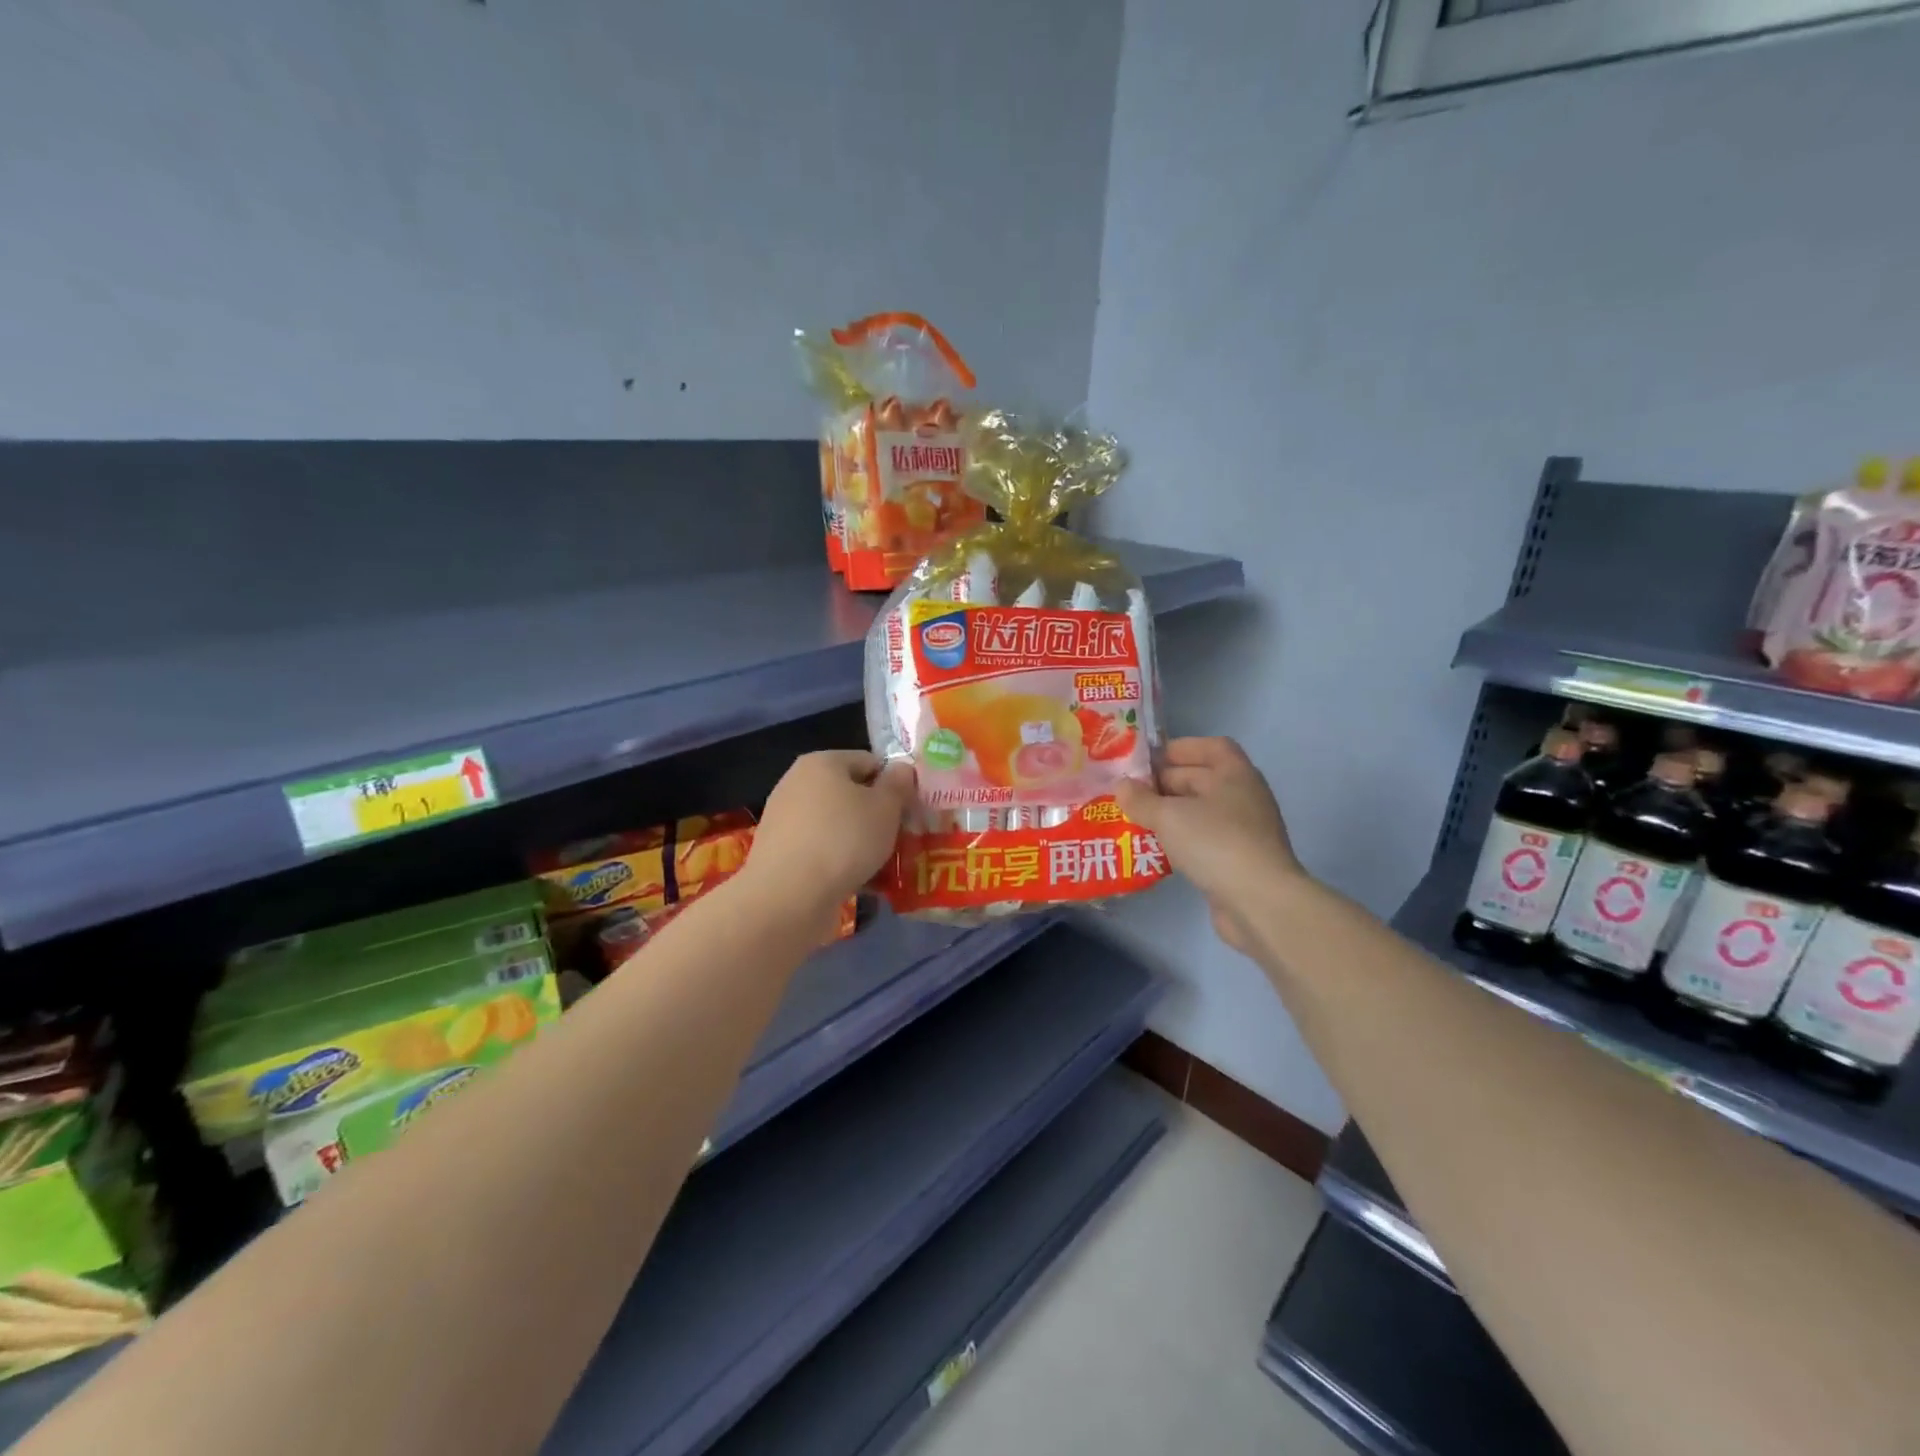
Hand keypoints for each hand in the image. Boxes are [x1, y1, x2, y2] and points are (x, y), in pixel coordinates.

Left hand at [741, 750, 914, 930]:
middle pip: (850, 794)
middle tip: (900, 840)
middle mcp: (796, 783)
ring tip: (883, 867)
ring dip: (860, 842)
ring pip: (836, 825)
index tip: (910, 811)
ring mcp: (784, 819)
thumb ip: (898, 785)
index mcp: (821, 762)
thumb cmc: (844, 840)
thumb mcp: (885, 808)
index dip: (893, 784)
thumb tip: (901, 769)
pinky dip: (838, 862)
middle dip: (876, 816)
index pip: (868, 762)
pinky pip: (820, 850)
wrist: (789, 897)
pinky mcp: (778, 854)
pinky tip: (857, 883)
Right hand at [1115, 737, 1301, 953]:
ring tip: (1135, 820)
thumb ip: (1140, 799)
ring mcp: (1244, 830)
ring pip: (1199, 812)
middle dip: (1164, 784)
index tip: (1147, 760)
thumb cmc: (1215, 843)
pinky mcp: (1238, 860)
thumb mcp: (1168, 816)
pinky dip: (1180, 840)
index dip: (1178, 749)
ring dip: (1169, 814)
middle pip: (1201, 778)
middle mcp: (1243, 796)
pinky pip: (1203, 839)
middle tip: (1128, 793)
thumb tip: (1121, 785)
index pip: (1209, 747)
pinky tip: (1155, 849)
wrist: (1259, 902)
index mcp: (1234, 773)